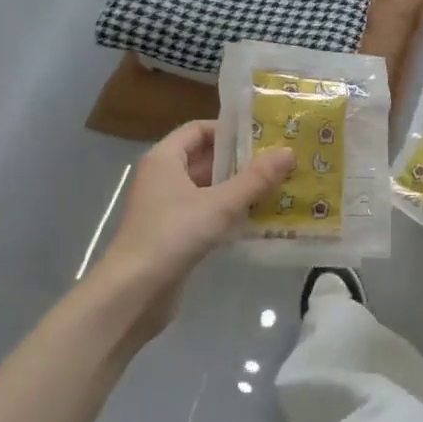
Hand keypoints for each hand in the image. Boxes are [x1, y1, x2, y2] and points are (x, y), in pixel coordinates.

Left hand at [102, 121, 294, 292]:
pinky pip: (204, 213)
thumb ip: (255, 179)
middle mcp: (162, 177)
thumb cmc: (173, 235)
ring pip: (206, 188)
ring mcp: (165, 207)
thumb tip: (288, 152)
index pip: (198, 129)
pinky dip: (227, 212)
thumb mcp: (220, 204)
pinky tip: (255, 219)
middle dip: (239, 161)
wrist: (134, 292)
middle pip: (204, 158)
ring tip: (275, 188)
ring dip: (236, 188)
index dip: (229, 130)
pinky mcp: (172, 234)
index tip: (262, 137)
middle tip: (277, 162)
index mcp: (165, 158)